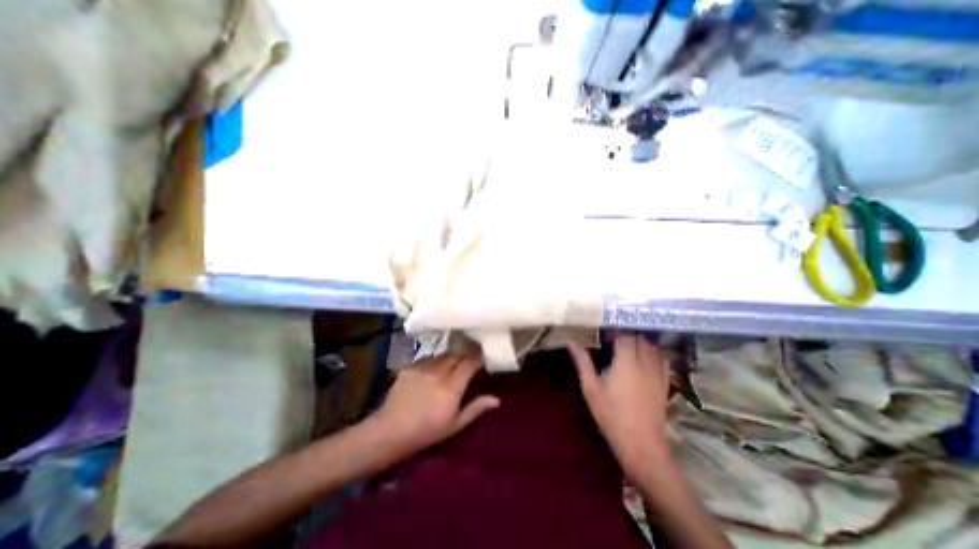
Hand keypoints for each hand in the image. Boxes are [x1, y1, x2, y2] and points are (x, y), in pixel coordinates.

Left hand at [372, 356, 499, 454]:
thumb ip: (475, 408)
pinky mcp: (409, 367)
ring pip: (442, 356)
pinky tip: (432, 371)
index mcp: (451, 387)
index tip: (481, 363)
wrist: (390, 431)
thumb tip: (496, 399)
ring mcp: (422, 368)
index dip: (477, 361)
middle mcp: (438, 372)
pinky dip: (434, 362)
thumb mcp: (454, 425)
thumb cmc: (426, 432)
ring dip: (449, 359)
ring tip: (450, 366)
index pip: (469, 364)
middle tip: (467, 365)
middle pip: (456, 356)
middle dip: (464, 358)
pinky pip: (427, 359)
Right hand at [566, 334, 673, 476]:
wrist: (641, 444)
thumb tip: (570, 341)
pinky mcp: (665, 383)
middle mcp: (644, 362)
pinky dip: (655, 353)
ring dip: (641, 341)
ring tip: (629, 345)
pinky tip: (647, 357)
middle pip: (640, 338)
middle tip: (614, 338)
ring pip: (653, 347)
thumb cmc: (611, 414)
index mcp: (626, 361)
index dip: (615, 330)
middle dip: (627, 334)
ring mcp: (657, 373)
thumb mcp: (590, 387)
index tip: (605, 333)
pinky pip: (663, 360)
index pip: (624, 335)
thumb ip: (582, 361)